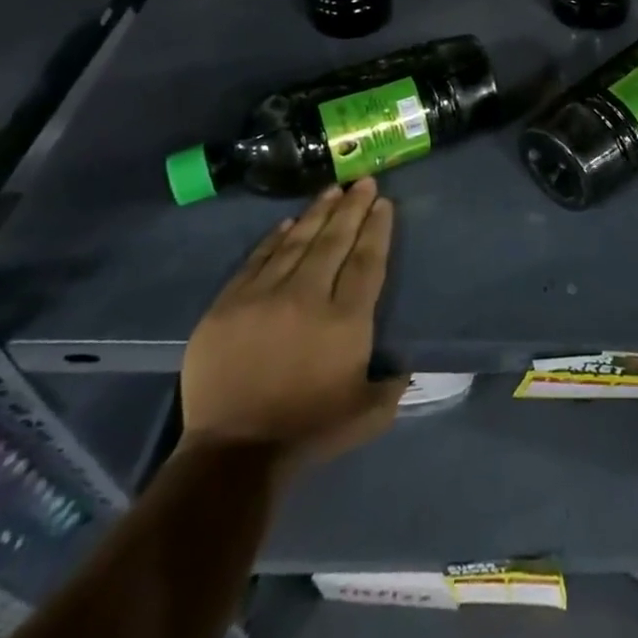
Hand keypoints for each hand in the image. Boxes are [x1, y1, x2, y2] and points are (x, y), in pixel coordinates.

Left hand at [179, 179, 406, 464]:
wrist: (233, 454)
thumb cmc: (308, 431)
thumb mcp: (367, 414)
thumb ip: (393, 385)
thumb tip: (408, 365)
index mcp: (345, 320)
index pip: (366, 260)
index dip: (376, 228)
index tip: (383, 203)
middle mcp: (307, 297)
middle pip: (334, 241)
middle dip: (352, 208)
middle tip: (363, 182)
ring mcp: (264, 297)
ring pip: (296, 242)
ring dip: (317, 213)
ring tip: (333, 191)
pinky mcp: (229, 305)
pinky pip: (257, 260)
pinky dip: (274, 239)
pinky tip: (288, 223)